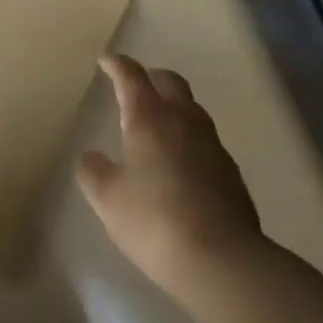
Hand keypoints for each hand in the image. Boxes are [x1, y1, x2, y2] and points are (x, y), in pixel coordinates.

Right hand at [77, 54, 262, 288]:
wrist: (223, 261)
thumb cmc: (155, 220)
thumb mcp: (109, 200)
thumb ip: (94, 173)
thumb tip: (92, 158)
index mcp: (150, 118)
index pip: (132, 76)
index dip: (118, 65)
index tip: (107, 61)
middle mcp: (184, 120)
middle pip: (170, 82)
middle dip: (151, 77)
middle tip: (135, 86)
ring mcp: (212, 145)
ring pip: (191, 109)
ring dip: (173, 107)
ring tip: (157, 125)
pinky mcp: (231, 173)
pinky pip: (205, 141)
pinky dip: (188, 139)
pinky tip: (179, 163)